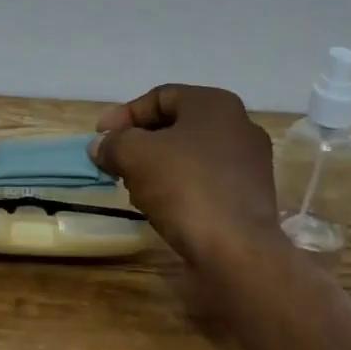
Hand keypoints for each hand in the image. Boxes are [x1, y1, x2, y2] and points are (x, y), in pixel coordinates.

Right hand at [90, 84, 282, 265]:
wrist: (237, 252)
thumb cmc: (185, 187)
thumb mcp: (135, 155)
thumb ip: (113, 143)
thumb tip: (100, 146)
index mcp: (215, 104)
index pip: (160, 97)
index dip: (124, 115)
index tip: (100, 138)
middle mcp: (240, 126)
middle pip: (175, 126)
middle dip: (139, 143)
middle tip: (115, 163)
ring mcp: (250, 163)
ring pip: (189, 155)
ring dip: (157, 167)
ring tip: (134, 189)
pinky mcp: (250, 197)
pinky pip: (205, 181)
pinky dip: (180, 188)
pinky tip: (161, 208)